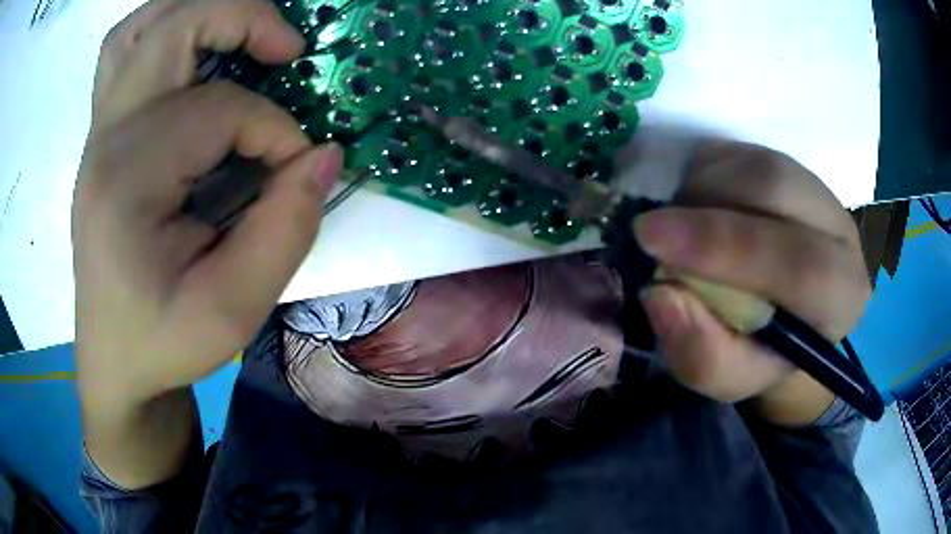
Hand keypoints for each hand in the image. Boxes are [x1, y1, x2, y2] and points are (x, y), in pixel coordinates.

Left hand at [73, 0, 340, 486]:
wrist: (115, 360)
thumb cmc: (163, 342)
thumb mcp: (233, 312)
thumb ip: (285, 229)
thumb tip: (324, 154)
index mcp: (127, 182)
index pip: (218, 111)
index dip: (274, 131)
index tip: (296, 174)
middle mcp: (106, 140)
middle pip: (172, 29)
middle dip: (242, 20)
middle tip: (287, 50)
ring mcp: (99, 133)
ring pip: (139, 29)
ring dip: (196, 12)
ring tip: (240, 32)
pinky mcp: (102, 137)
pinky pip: (124, 53)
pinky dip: (163, 33)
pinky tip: (192, 54)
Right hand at [634, 141, 870, 425]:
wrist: (784, 317)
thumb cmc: (760, 352)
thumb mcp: (730, 377)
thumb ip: (703, 355)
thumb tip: (661, 295)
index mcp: (842, 297)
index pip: (801, 264)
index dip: (726, 246)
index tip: (651, 240)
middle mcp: (841, 232)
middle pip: (777, 189)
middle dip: (706, 207)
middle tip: (649, 230)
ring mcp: (816, 189)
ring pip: (756, 163)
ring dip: (701, 189)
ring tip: (678, 226)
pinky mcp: (789, 165)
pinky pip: (740, 151)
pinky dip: (703, 173)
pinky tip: (694, 206)